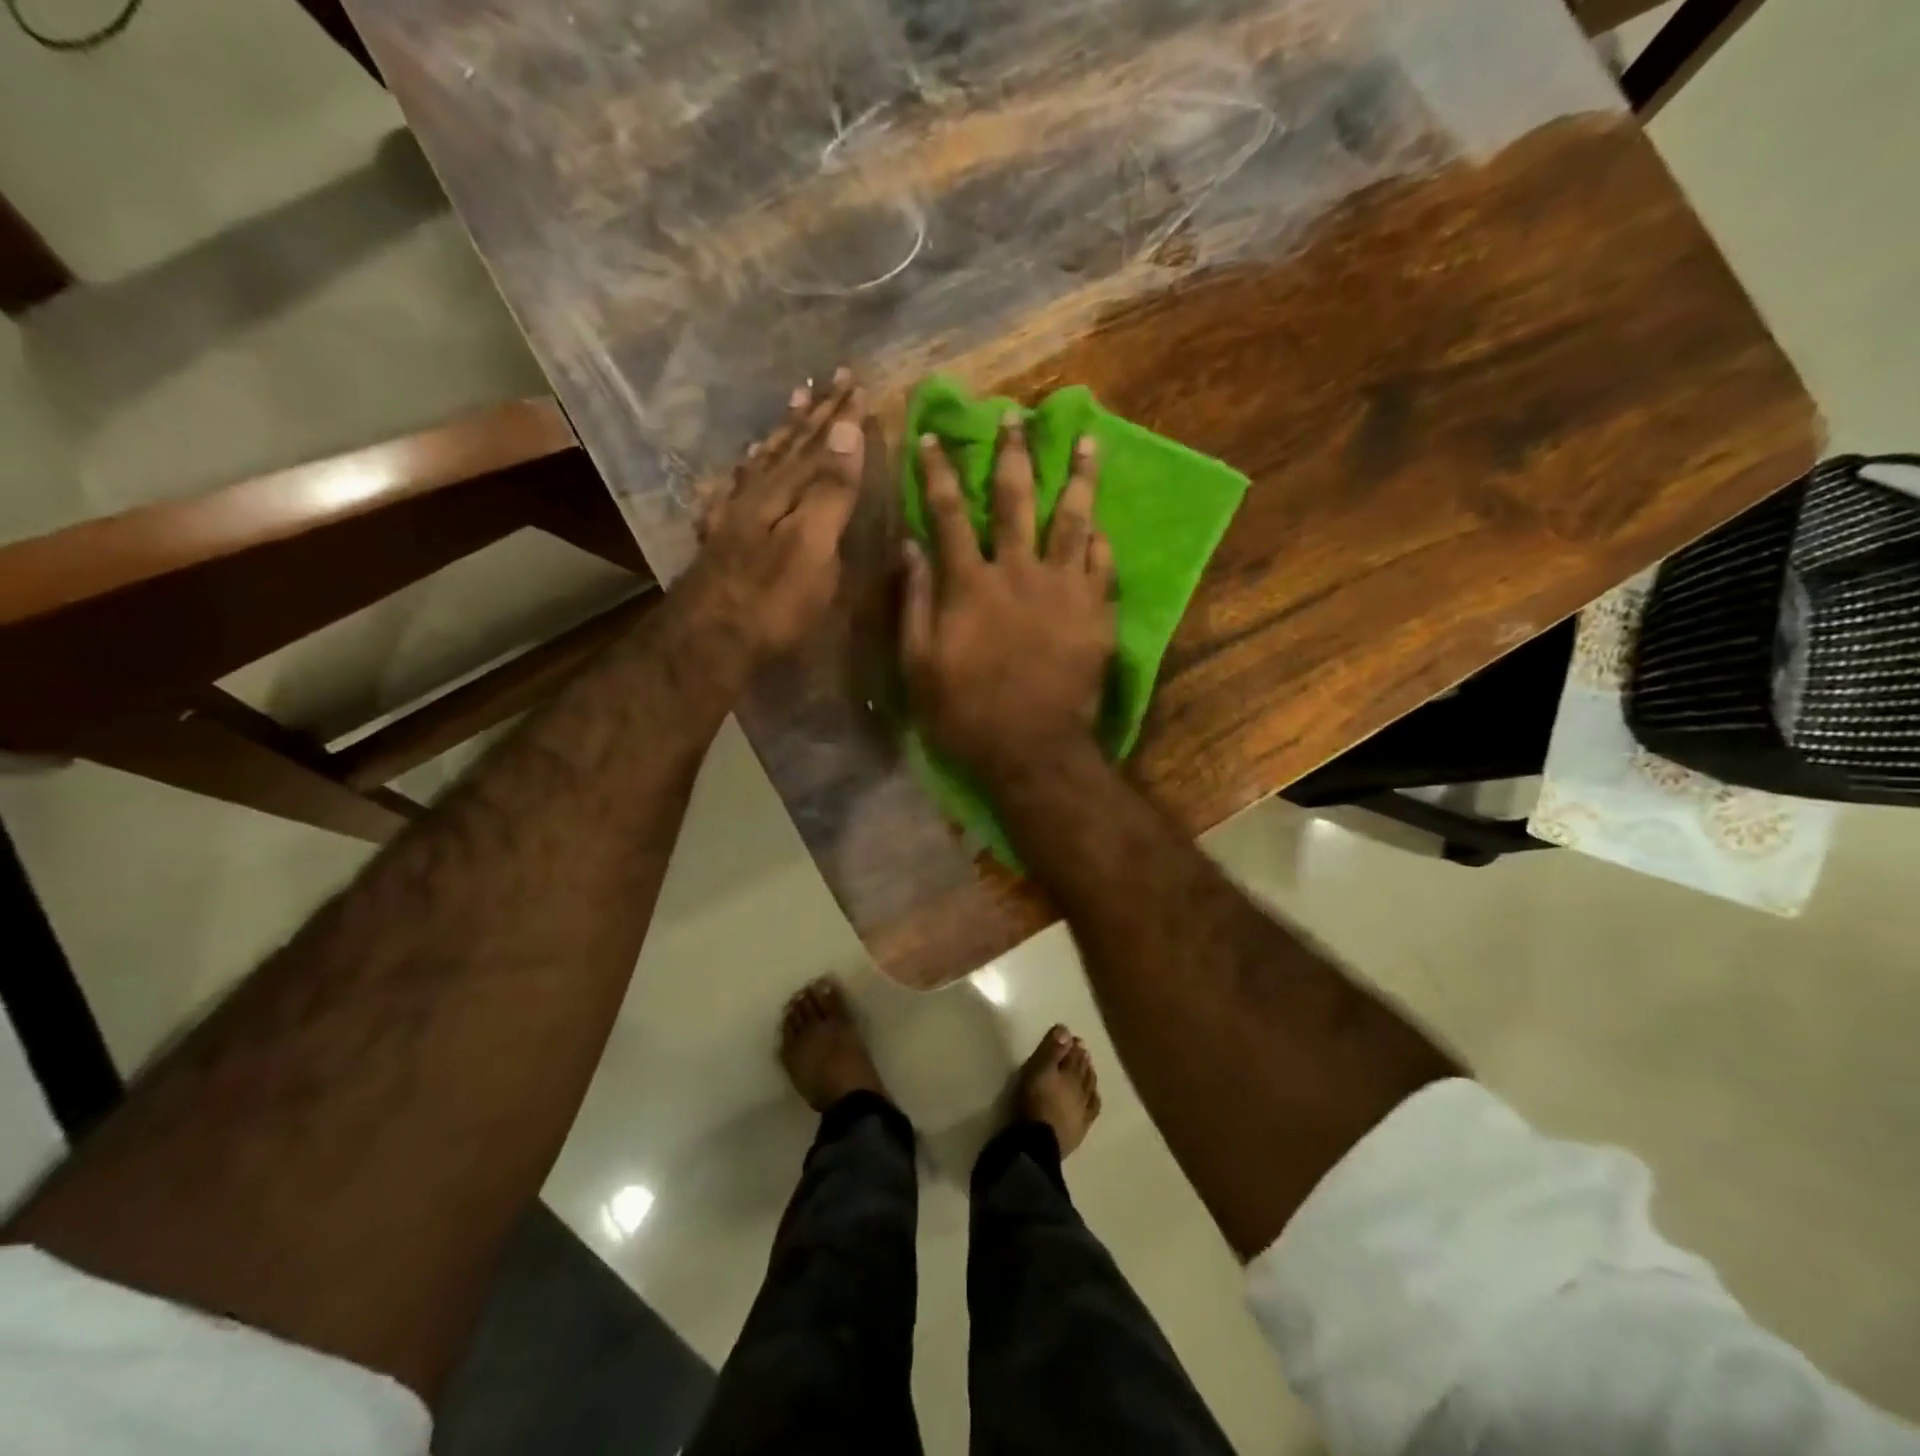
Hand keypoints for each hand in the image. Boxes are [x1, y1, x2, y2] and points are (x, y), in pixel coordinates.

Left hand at [672, 370, 867, 674]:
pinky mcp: (720, 540)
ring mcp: (734, 516)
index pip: (820, 445)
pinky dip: (746, 469)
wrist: (708, 639)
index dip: (840, 417)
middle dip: (814, 414)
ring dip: (782, 433)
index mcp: (785, 493)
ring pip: (762, 461)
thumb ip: (830, 490)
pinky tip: (744, 465)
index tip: (856, 382)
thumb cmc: (774, 601)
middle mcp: (757, 494)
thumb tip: (846, 430)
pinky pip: (735, 488)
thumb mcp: (814, 546)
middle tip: (830, 379)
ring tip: (793, 405)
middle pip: (789, 446)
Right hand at [902, 412, 1113, 784]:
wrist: (1034, 749)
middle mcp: (1018, 572)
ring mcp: (1065, 589)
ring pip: (1072, 519)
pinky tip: (1101, 523)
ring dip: (1078, 477)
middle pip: (1016, 500)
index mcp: (970, 583)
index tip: (932, 436)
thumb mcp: (918, 665)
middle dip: (1013, 454)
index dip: (938, 472)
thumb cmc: (966, 713)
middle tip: (1017, 416)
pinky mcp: (1098, 612)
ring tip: (1087, 442)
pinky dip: (1100, 541)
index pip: (949, 513)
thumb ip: (915, 602)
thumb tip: (911, 546)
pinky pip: (1103, 564)